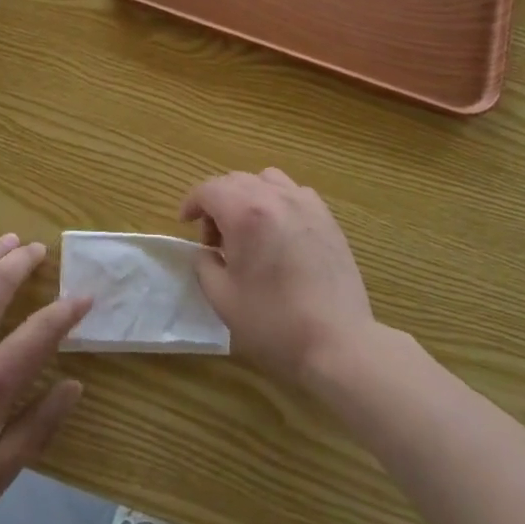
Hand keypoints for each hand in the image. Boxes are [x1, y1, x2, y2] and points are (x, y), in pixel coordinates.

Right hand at [181, 169, 374, 388]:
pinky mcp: (327, 218)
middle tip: (214, 240)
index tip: (185, 223)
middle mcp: (275, 197)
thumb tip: (205, 250)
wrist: (339, 343)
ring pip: (266, 180)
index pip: (208, 189)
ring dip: (248, 196)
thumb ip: (204, 265)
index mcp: (245, 213)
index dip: (192, 203)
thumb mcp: (222, 298)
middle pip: (236, 181)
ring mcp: (305, 204)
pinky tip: (279, 233)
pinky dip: (278, 202)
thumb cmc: (274, 323)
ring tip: (248, 230)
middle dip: (217, 203)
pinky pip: (294, 193)